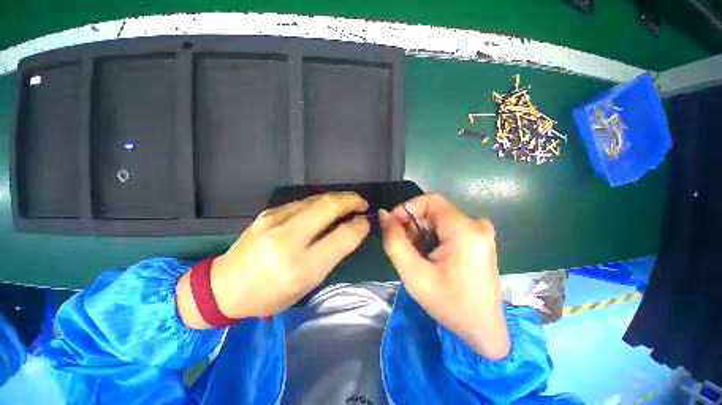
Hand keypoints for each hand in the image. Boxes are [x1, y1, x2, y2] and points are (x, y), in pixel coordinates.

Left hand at [177, 192, 369, 328]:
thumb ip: (332, 255)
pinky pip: (304, 202)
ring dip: (338, 198)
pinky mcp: (268, 212)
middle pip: (329, 206)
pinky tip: (326, 207)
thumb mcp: (307, 283)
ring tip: (349, 202)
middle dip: (352, 200)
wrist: (225, 286)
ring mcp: (275, 220)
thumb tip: (351, 230)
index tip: (365, 222)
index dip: (359, 226)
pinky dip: (321, 202)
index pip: (342, 236)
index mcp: (300, 266)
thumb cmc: (271, 294)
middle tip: (362, 203)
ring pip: (317, 199)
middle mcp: (287, 239)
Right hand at [379, 194, 509, 359]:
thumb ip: (394, 241)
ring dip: (420, 232)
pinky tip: (429, 256)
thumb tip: (383, 214)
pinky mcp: (477, 237)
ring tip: (416, 256)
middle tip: (404, 248)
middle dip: (412, 225)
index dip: (406, 208)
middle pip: (432, 211)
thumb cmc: (449, 304)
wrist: (483, 329)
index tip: (392, 226)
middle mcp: (476, 224)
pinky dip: (431, 237)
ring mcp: (479, 230)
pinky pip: (445, 227)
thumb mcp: (414, 274)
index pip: (429, 200)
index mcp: (465, 230)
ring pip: (437, 219)